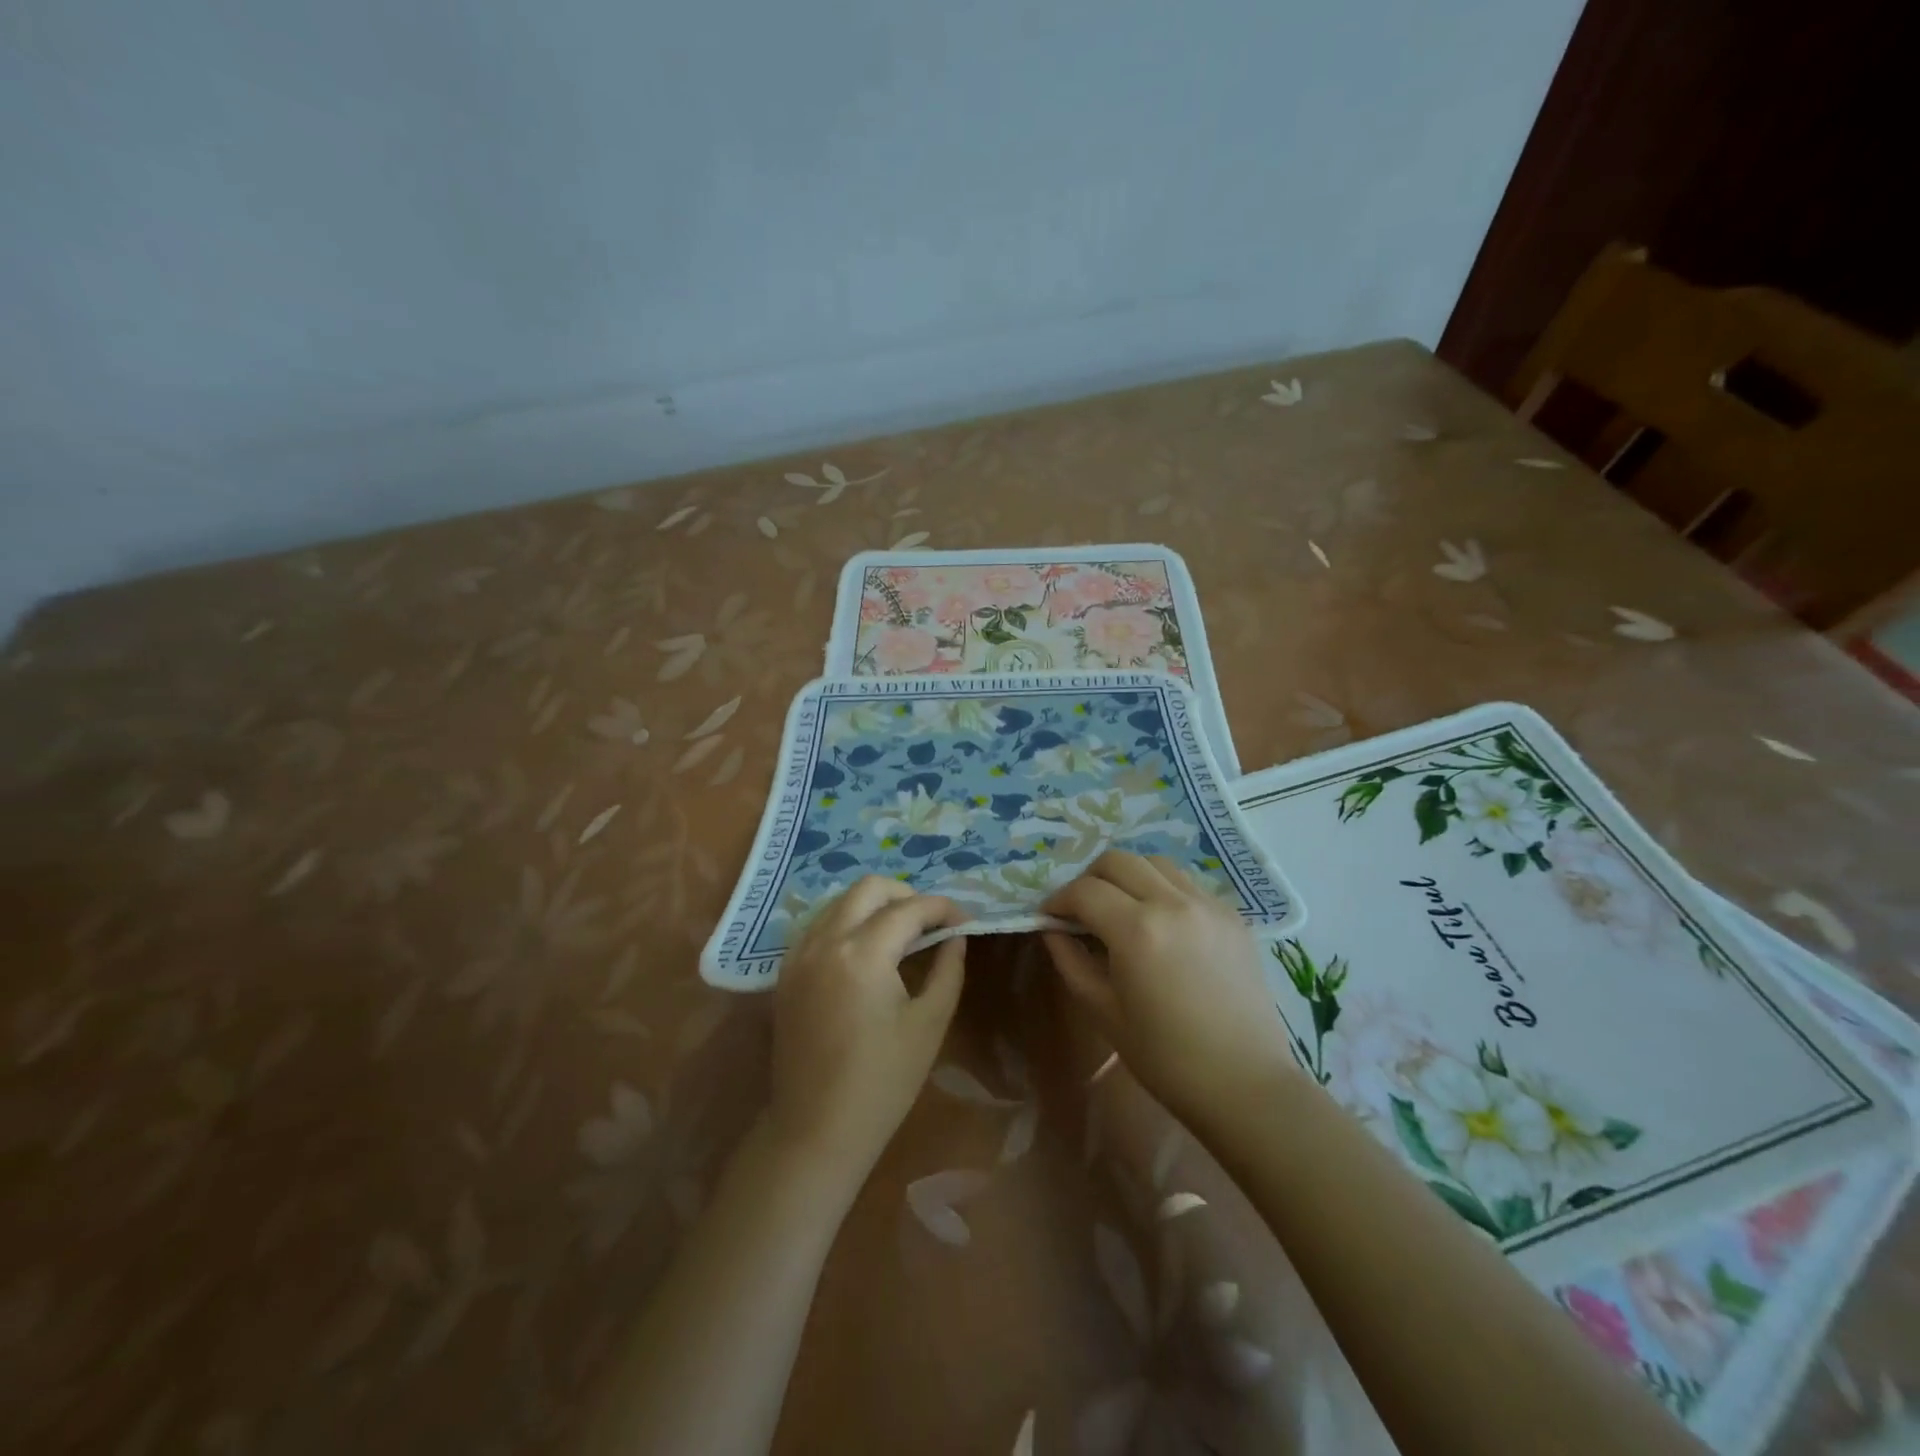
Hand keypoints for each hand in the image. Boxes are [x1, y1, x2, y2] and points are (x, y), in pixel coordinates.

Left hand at [768, 877, 966, 1183]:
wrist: (815, 1129)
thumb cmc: (882, 1082)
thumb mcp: (929, 1024)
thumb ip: (948, 969)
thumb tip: (956, 936)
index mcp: (863, 954)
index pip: (909, 909)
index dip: (942, 908)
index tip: (965, 920)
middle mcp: (825, 941)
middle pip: (868, 888)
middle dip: (906, 894)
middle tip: (932, 922)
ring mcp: (799, 954)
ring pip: (839, 901)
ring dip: (874, 905)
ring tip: (902, 932)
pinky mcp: (786, 972)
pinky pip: (819, 924)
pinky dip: (847, 921)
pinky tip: (866, 949)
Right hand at [1043, 850, 1293, 1122]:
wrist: (1245, 1083)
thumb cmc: (1164, 1057)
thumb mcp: (1102, 1010)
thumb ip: (1070, 960)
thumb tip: (1052, 928)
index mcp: (1137, 930)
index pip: (1084, 890)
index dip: (1059, 899)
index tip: (1049, 916)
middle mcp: (1173, 903)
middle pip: (1118, 860)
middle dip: (1090, 878)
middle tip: (1082, 909)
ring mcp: (1208, 904)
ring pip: (1155, 862)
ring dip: (1128, 876)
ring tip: (1121, 908)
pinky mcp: (1232, 915)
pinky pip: (1187, 883)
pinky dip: (1162, 889)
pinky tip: (1160, 922)